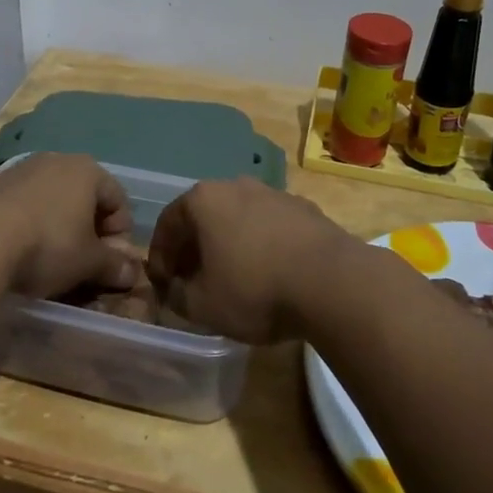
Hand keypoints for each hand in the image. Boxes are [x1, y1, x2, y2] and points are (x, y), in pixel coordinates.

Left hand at [0, 153, 143, 300]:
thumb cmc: (47, 245)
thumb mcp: (88, 262)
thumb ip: (113, 265)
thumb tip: (133, 273)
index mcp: (87, 171)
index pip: (118, 199)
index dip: (120, 233)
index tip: (111, 262)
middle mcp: (56, 160)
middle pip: (85, 197)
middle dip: (89, 229)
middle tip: (84, 263)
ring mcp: (21, 170)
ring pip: (53, 200)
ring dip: (59, 227)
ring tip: (51, 260)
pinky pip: (25, 205)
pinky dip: (31, 225)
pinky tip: (21, 251)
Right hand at [148, 179, 363, 342]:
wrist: (333, 282)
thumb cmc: (255, 289)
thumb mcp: (202, 306)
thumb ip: (177, 296)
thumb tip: (173, 290)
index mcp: (203, 200)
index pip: (167, 223)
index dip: (160, 256)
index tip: (162, 283)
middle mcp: (236, 186)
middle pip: (204, 216)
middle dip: (194, 247)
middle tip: (193, 279)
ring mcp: (274, 194)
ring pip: (238, 219)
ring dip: (229, 244)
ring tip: (233, 278)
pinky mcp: (305, 209)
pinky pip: (270, 226)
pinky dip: (261, 245)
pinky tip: (269, 274)